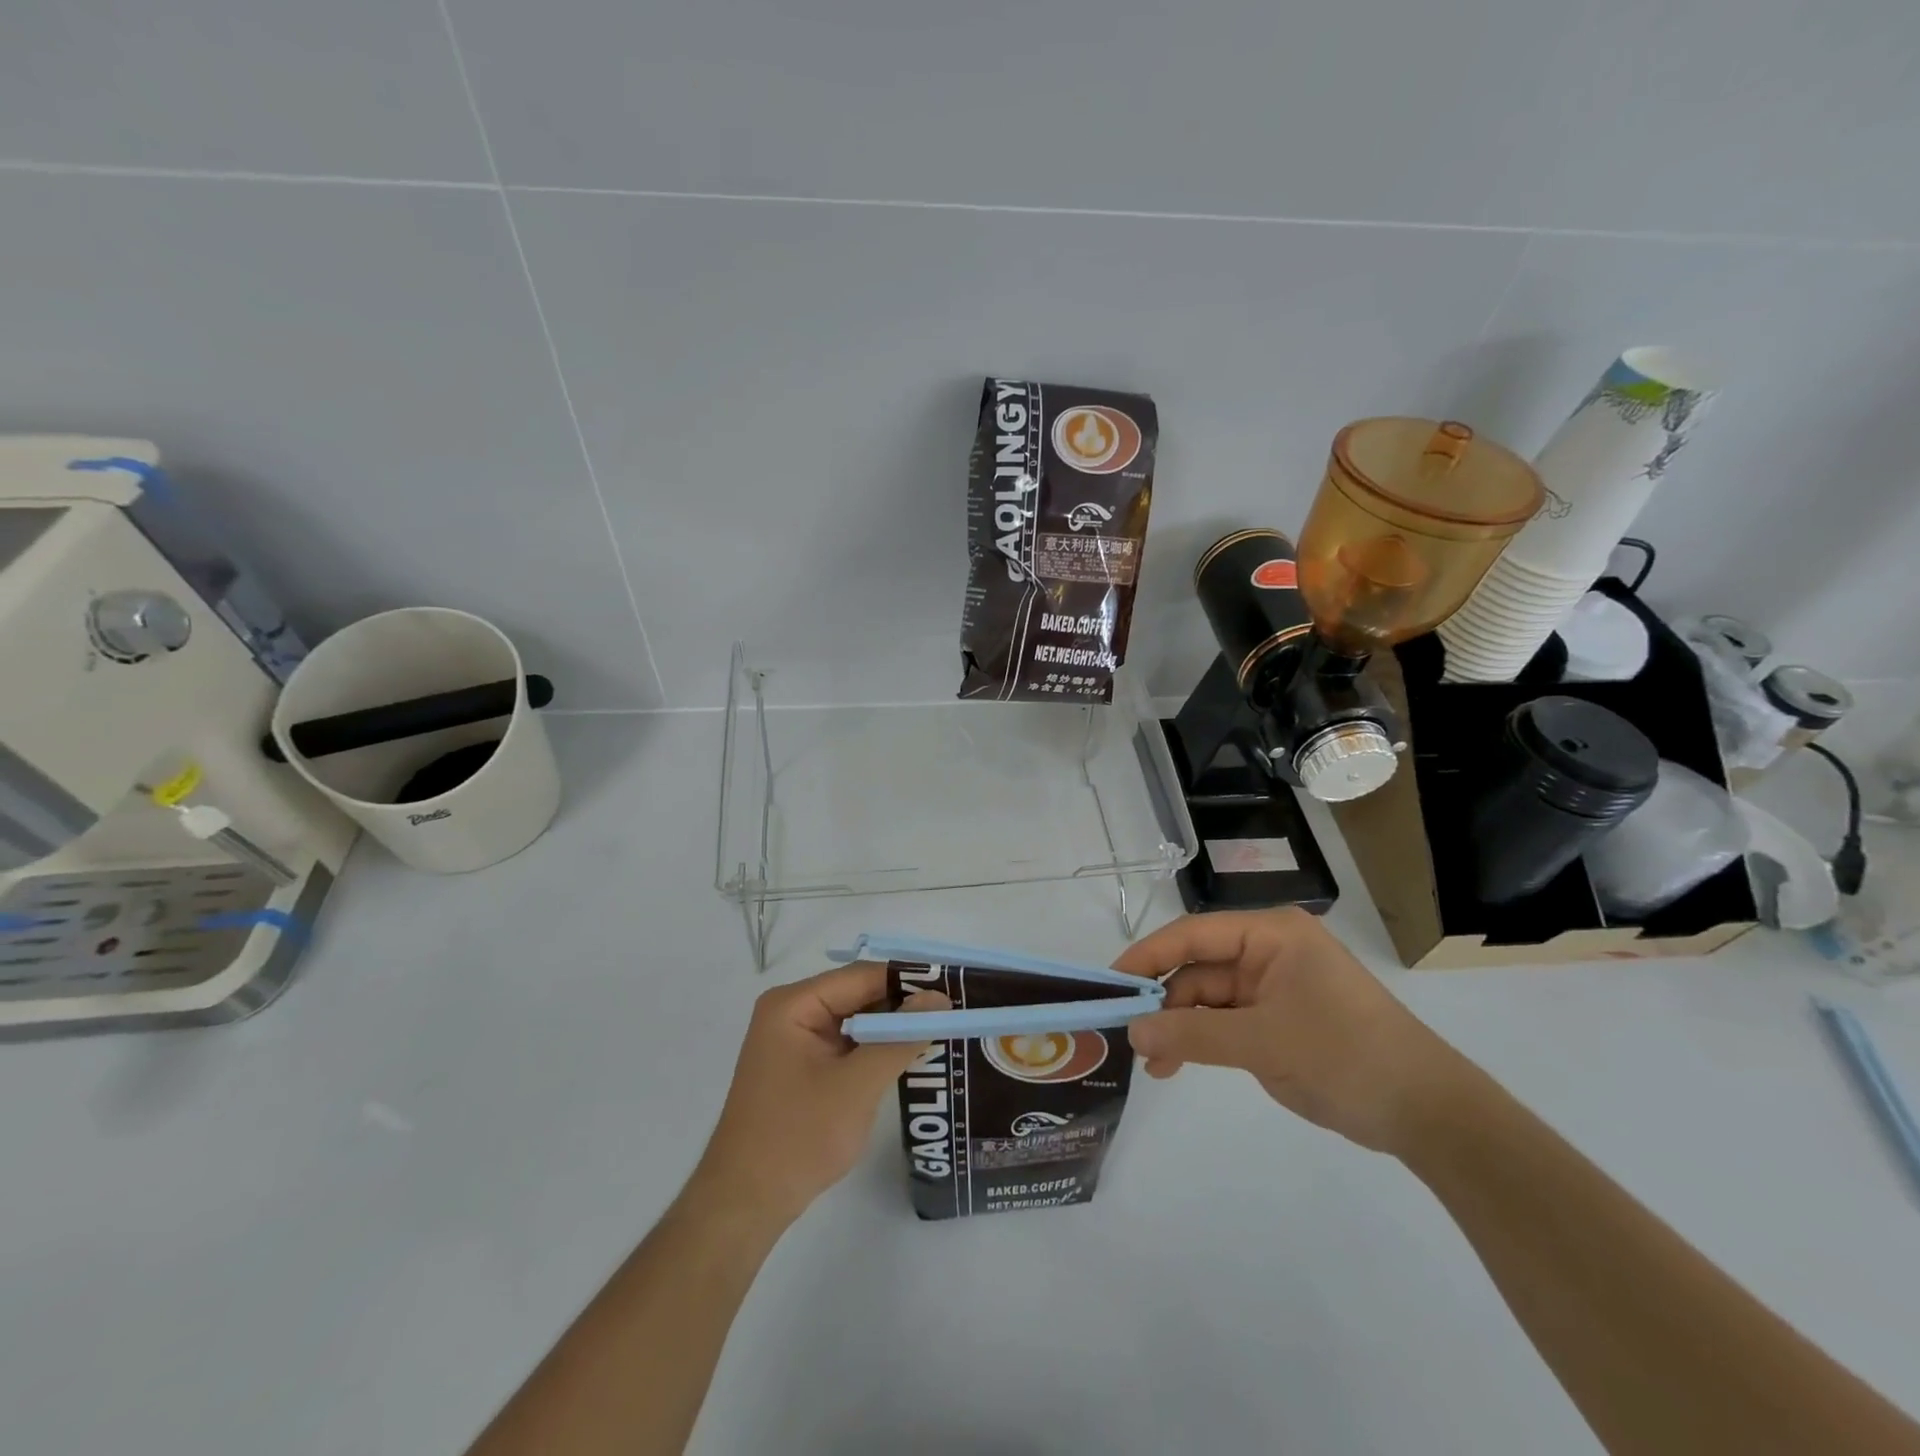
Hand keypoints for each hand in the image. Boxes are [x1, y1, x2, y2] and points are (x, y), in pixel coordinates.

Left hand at [694, 964, 947, 1224]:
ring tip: (944, 1029)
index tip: (954, 988)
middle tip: (955, 1011)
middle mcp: (793, 1011)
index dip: (910, 979)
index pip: (863, 976)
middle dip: (904, 1004)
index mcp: (794, 1004)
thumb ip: (900, 1037)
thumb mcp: (857, 1085)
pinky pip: (848, 1043)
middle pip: (859, 994)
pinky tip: (911, 1055)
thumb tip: (940, 998)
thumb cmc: (797, 1138)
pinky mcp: (803, 1065)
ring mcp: (796, 1039)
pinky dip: (877, 1048)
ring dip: (893, 1027)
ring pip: (857, 1019)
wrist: (744, 1205)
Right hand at [1115, 909, 1472, 1155]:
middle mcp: (1269, 951)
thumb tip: (1131, 1031)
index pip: (1193, 934)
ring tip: (1151, 1063)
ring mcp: (1275, 986)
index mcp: (1271, 934)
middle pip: (1198, 967)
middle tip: (1126, 1033)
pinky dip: (1201, 1040)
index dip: (1148, 955)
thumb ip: (1191, 1034)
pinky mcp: (1279, 1020)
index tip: (1110, 981)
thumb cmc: (1345, 1056)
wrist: (1428, 1114)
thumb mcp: (1262, 1043)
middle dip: (1163, 1001)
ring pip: (1208, 998)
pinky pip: (1227, 1022)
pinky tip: (1175, 1064)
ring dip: (1179, 1026)